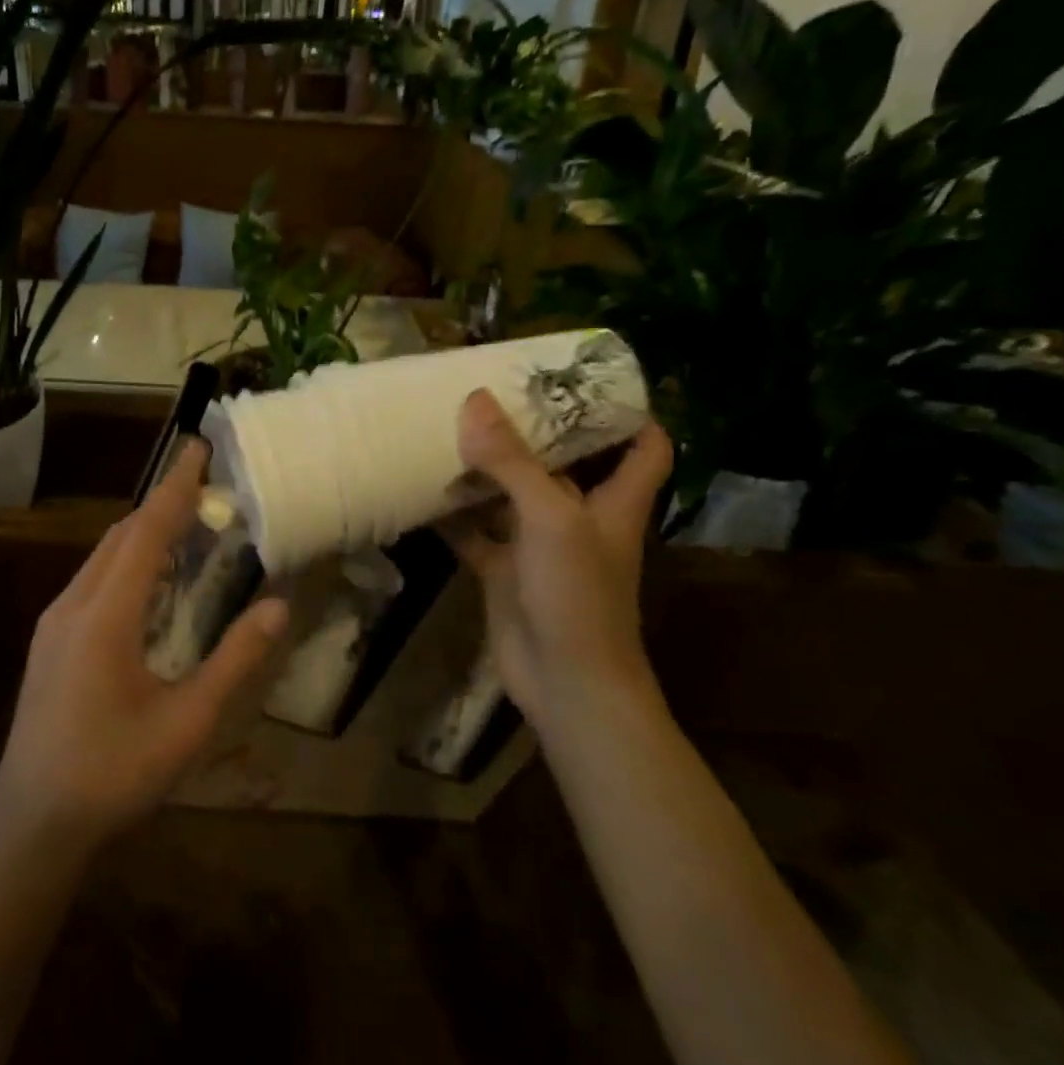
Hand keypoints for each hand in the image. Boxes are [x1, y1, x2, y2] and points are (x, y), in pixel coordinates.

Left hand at [0, 440, 288, 859]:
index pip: (145, 532)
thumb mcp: (187, 723)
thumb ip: (234, 661)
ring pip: (102, 557)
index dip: (174, 488)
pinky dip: (126, 561)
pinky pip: (92, 581)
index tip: (198, 447)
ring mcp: (54, 624)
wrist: (32, 826)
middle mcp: (72, 606)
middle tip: (205, 486)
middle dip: (161, 504)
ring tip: (185, 524)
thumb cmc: (114, 775)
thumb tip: (277, 606)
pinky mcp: (49, 643)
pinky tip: (149, 582)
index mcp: (104, 617)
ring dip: (142, 533)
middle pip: (120, 536)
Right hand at [447, 389, 673, 734]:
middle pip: (567, 462)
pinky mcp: (505, 571)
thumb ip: (512, 461)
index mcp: (614, 501)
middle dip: (536, 429)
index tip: (589, 380)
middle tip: (496, 390)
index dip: (628, 413)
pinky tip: (419, 489)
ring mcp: (539, 546)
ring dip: (486, 469)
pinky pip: (474, 533)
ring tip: (451, 426)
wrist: (565, 685)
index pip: (644, 447)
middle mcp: (580, 517)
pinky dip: (451, 515)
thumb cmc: (578, 595)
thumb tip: (475, 400)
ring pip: (512, 495)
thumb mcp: (551, 518)